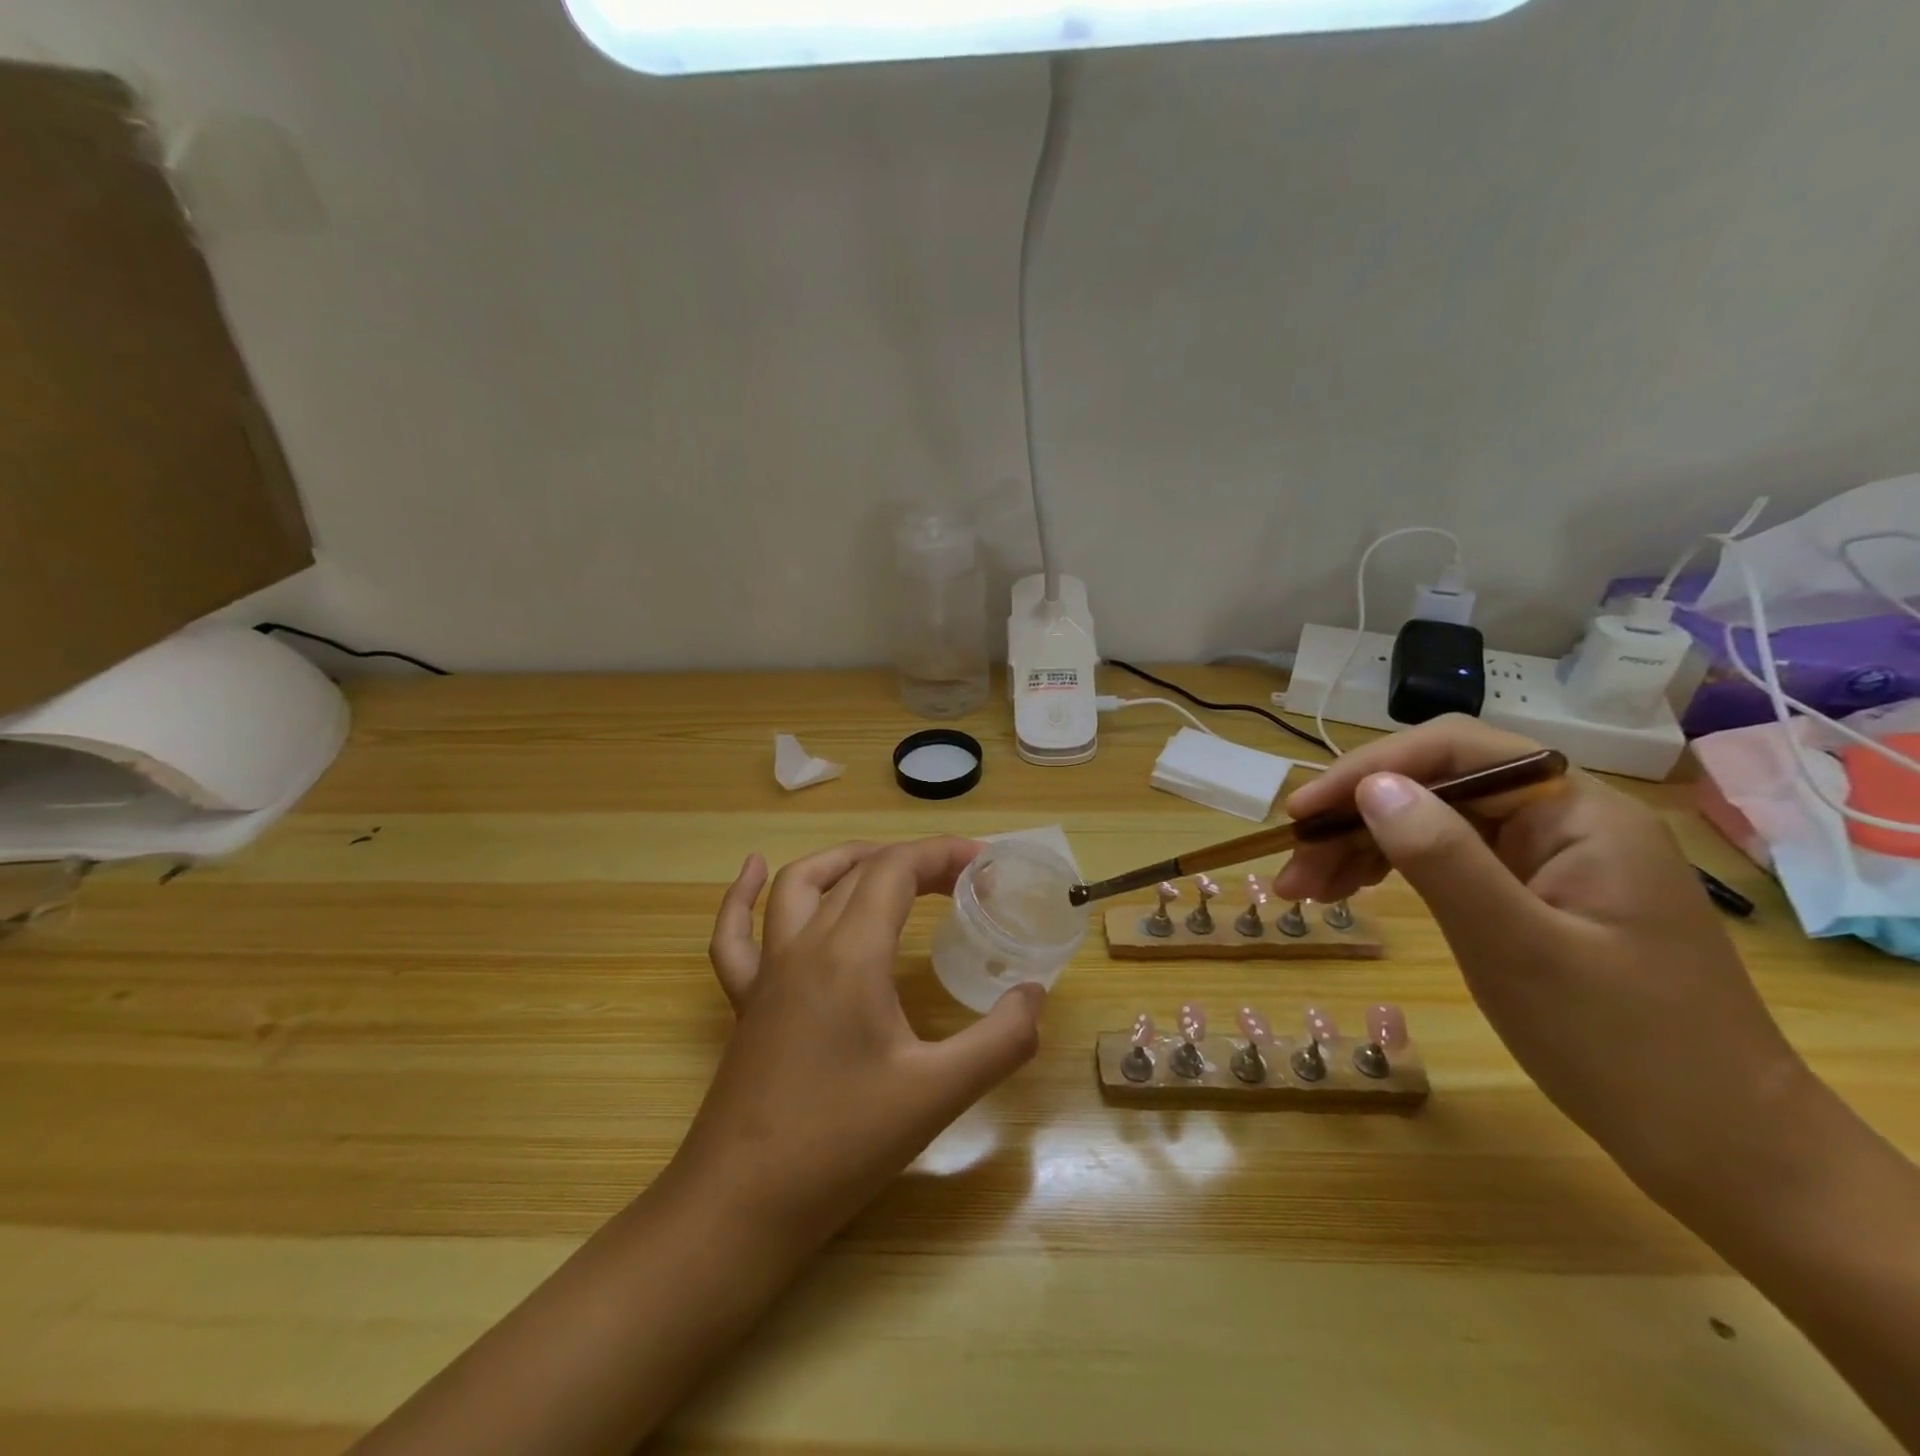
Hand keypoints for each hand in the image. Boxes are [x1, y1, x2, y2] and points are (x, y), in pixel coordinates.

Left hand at [685, 838, 1045, 1249]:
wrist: (741, 1207)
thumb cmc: (841, 1145)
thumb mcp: (937, 1094)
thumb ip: (999, 1040)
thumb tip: (1034, 994)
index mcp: (850, 954)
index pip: (896, 870)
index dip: (942, 854)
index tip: (986, 864)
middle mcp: (804, 946)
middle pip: (859, 872)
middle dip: (913, 860)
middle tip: (959, 878)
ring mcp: (767, 971)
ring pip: (798, 885)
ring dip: (844, 861)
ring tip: (884, 862)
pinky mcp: (746, 1001)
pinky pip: (735, 933)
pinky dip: (741, 894)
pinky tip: (753, 869)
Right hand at [1276, 717, 1811, 1204]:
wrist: (1723, 1151)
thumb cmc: (1623, 1048)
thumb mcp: (1516, 948)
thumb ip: (1442, 858)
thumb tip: (1371, 786)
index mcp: (1577, 813)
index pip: (1455, 751)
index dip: (1367, 769)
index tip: (1302, 814)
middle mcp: (1564, 820)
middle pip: (1435, 788)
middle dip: (1353, 819)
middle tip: (1292, 870)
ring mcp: (1551, 859)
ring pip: (1433, 824)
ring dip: (1362, 848)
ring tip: (1304, 890)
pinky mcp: (1537, 896)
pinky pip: (1450, 862)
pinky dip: (1393, 873)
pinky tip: (1354, 892)